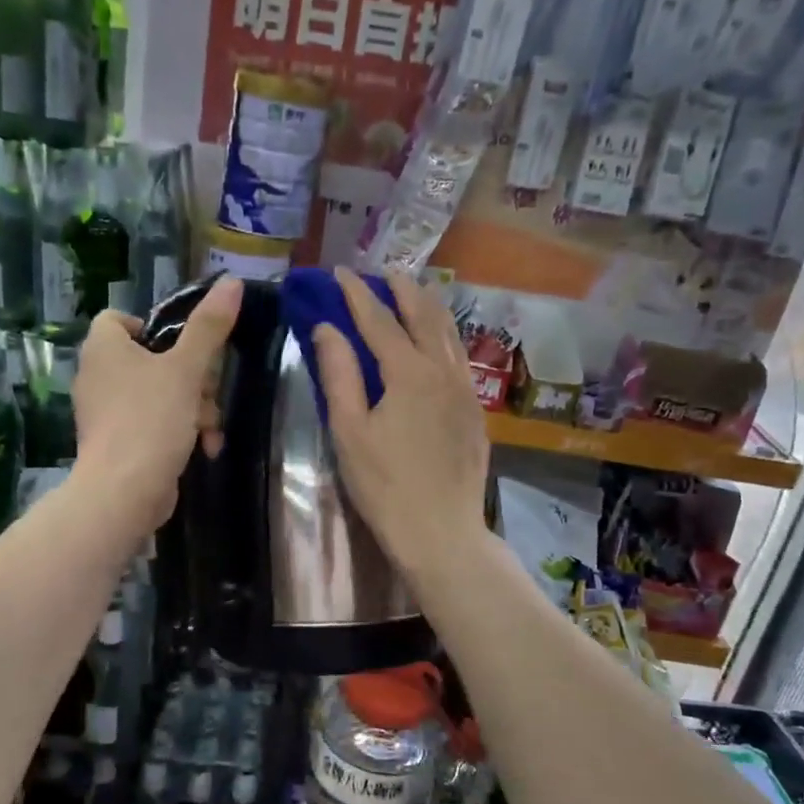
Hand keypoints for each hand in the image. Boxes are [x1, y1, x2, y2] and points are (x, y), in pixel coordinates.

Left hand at [72, 276, 241, 535]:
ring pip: (159, 394)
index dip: (153, 326)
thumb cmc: (150, 420)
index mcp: (103, 348)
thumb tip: (231, 282)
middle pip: (152, 358)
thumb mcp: (186, 369)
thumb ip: (209, 327)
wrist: (124, 493)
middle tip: (209, 393)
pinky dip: (179, 431)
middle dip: (192, 378)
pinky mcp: (118, 443)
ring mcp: (106, 412)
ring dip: (194, 408)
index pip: (118, 318)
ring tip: (210, 429)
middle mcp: (97, 375)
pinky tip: (204, 448)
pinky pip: (154, 424)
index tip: (184, 346)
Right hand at [313, 268, 489, 579]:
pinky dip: (446, 335)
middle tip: (383, 272)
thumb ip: (339, 375)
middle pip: (422, 317)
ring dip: (428, 307)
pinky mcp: (475, 410)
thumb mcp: (349, 431)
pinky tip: (440, 339)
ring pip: (449, 334)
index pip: (378, 321)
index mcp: (408, 373)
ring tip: (414, 291)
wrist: (441, 531)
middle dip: (401, 290)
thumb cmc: (384, 485)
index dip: (356, 295)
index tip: (339, 272)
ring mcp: (465, 390)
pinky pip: (461, 357)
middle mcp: (442, 371)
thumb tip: (327, 328)